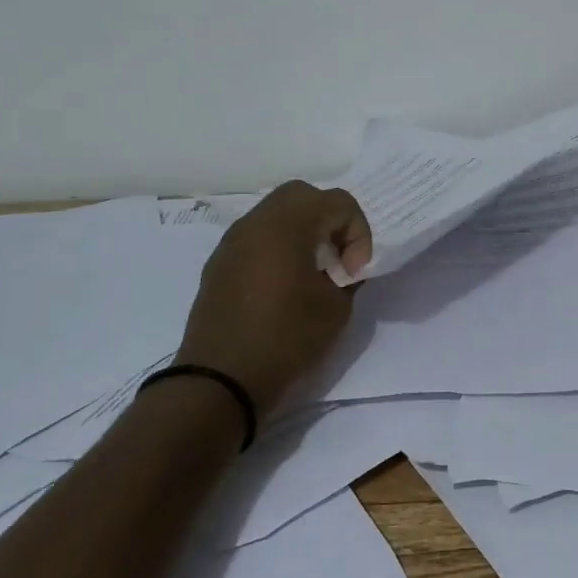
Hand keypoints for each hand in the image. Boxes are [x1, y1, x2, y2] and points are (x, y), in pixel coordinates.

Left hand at [177, 181, 371, 415]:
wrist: (220, 381)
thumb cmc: (286, 338)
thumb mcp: (336, 309)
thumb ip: (347, 278)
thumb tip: (341, 269)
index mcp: (288, 223)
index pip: (339, 202)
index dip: (358, 234)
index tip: (354, 273)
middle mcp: (257, 221)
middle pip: (303, 196)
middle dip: (329, 220)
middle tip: (338, 258)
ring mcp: (232, 241)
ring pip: (276, 214)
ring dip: (302, 232)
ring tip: (313, 272)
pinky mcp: (219, 264)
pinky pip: (257, 238)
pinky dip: (277, 247)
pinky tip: (283, 286)